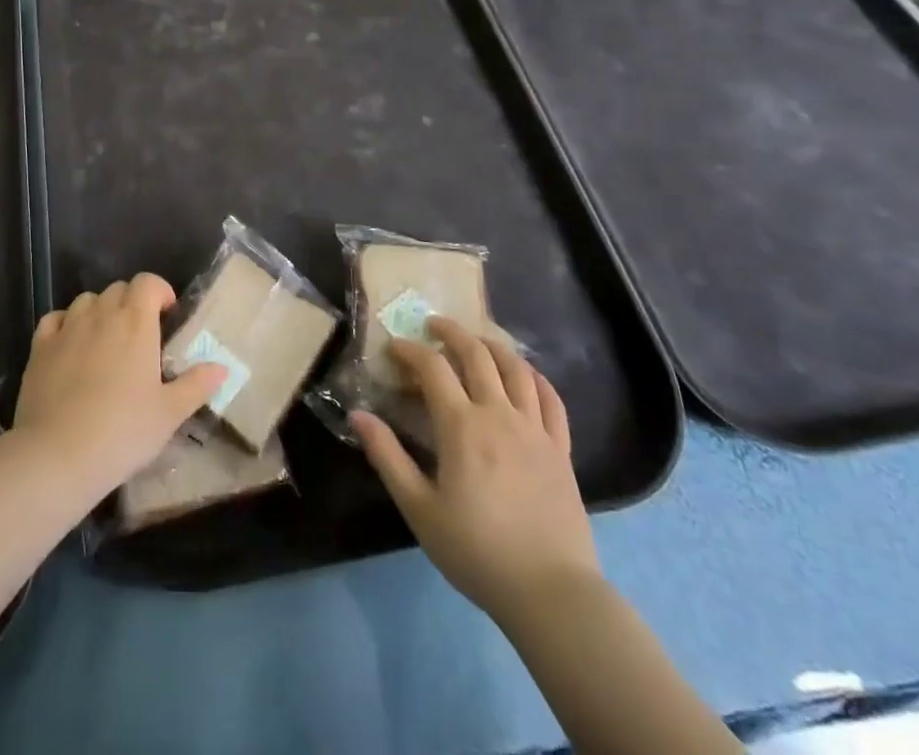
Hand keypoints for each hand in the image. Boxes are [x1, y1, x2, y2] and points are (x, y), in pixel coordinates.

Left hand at [11, 275, 226, 505]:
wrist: (58, 455)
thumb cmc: (123, 431)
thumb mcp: (169, 413)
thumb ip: (196, 385)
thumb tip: (222, 367)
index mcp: (136, 322)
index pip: (148, 282)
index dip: (159, 291)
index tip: (167, 315)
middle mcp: (101, 314)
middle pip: (118, 289)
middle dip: (132, 302)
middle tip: (140, 336)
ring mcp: (67, 328)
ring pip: (87, 301)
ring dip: (100, 311)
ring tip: (106, 340)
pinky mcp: (40, 347)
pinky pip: (55, 319)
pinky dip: (66, 323)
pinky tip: (71, 344)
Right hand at [351, 318, 598, 626]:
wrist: (550, 594)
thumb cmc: (476, 550)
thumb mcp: (419, 508)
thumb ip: (387, 456)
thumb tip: (357, 414)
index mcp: (462, 426)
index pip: (432, 367)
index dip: (410, 350)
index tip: (394, 347)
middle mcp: (499, 415)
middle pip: (477, 354)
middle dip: (451, 332)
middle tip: (433, 325)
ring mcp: (535, 430)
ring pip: (516, 368)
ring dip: (492, 346)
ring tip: (477, 341)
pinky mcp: (561, 449)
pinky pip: (552, 400)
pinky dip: (535, 377)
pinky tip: (525, 375)